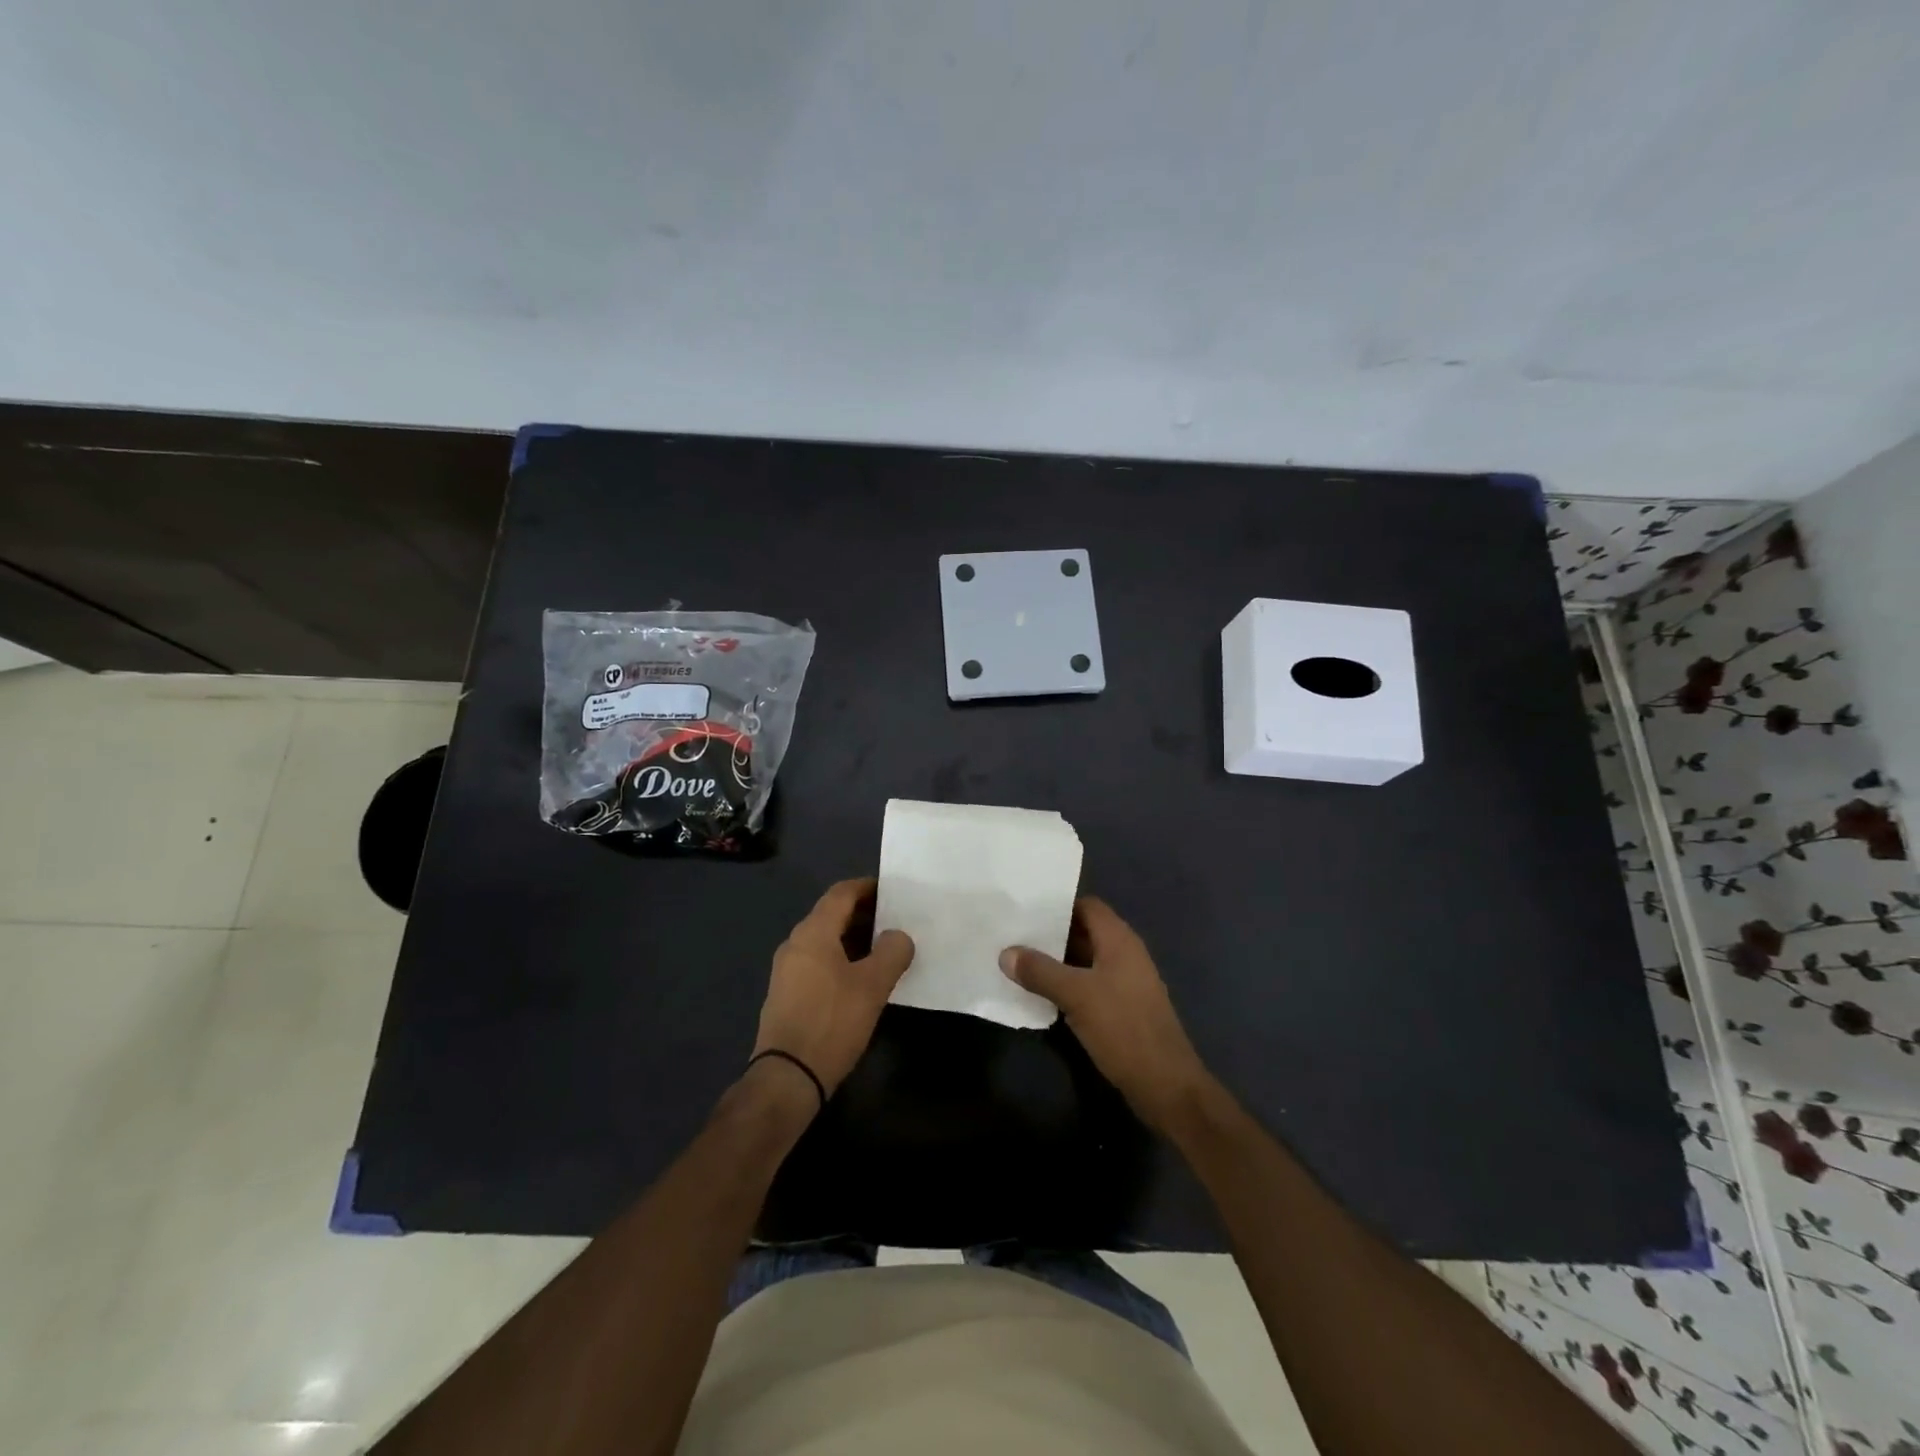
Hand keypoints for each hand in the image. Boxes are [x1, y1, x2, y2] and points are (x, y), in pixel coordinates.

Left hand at [752, 877, 914, 1098]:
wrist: (787, 1077)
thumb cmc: (832, 1022)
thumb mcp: (873, 986)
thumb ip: (892, 953)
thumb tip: (898, 936)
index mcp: (813, 933)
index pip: (841, 894)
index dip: (867, 887)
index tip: (892, 891)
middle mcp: (795, 944)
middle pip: (831, 915)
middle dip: (863, 914)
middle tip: (895, 921)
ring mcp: (786, 970)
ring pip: (824, 941)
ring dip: (853, 939)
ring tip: (884, 951)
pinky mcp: (786, 994)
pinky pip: (817, 962)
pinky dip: (840, 959)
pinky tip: (860, 980)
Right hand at [1000, 896, 1213, 1132]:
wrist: (1165, 1085)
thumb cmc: (1123, 1028)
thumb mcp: (1076, 996)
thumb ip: (1040, 971)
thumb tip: (1006, 953)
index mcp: (1119, 940)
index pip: (1087, 906)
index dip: (1058, 905)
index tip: (1025, 908)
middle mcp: (1124, 954)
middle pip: (1084, 932)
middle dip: (1051, 934)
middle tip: (1012, 934)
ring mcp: (1124, 982)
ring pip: (1084, 961)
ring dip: (1055, 961)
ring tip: (1017, 961)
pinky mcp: (1121, 1008)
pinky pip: (1088, 984)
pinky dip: (1066, 984)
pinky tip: (1039, 993)